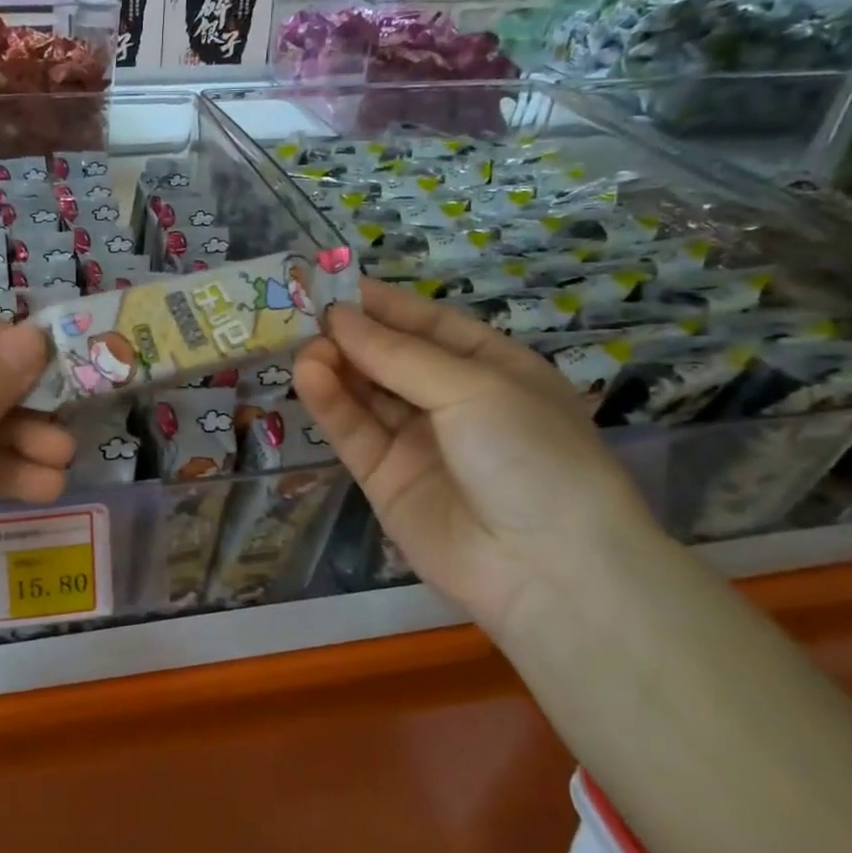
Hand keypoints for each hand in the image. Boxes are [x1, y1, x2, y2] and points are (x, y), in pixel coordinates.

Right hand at [295, 280, 662, 635]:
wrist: (546, 568)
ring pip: (367, 394)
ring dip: (336, 367)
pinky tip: (309, 376)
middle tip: (306, 315)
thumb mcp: (474, 387)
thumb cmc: (530, 453)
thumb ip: (398, 355)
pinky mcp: (385, 478)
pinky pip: (355, 432)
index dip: (384, 304)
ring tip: (304, 346)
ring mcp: (417, 441)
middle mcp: (453, 402)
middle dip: (352, 335)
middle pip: (391, 358)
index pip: (429, 325)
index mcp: (492, 369)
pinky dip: (331, 404)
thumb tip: (339, 318)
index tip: (335, 284)